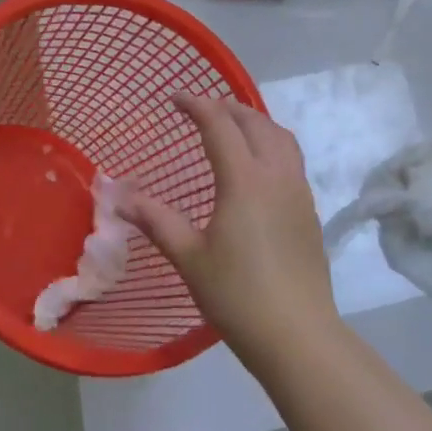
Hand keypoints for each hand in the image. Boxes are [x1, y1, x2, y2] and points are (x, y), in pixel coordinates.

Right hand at [124, 94, 341, 368]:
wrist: (297, 333)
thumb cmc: (237, 295)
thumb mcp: (189, 258)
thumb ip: (157, 222)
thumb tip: (120, 198)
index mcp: (244, 180)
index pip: (220, 125)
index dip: (197, 105)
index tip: (175, 98)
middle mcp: (276, 174)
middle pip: (255, 122)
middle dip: (228, 108)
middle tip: (201, 109)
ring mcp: (299, 190)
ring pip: (280, 137)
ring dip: (255, 121)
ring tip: (233, 126)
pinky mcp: (310, 209)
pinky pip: (292, 158)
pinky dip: (272, 143)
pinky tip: (258, 165)